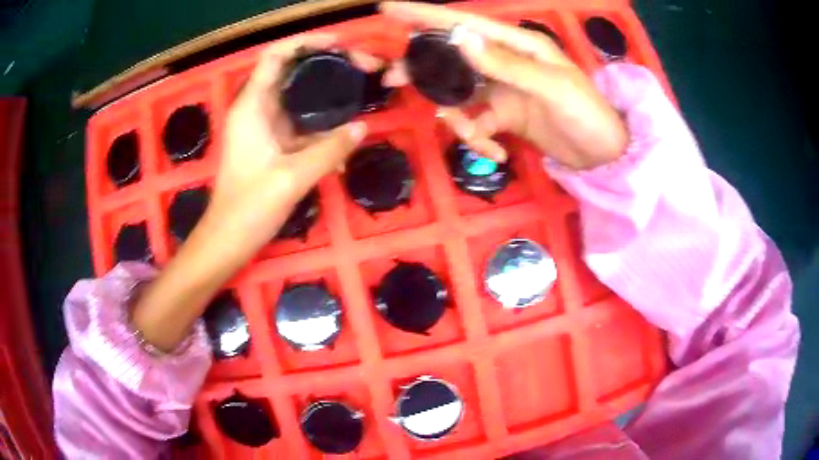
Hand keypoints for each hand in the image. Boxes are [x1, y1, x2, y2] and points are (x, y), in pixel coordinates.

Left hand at [207, 34, 367, 258]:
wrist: (229, 240)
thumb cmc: (249, 207)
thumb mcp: (292, 177)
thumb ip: (329, 149)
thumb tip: (363, 127)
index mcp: (251, 107)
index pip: (275, 56)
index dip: (305, 42)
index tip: (339, 44)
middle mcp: (257, 109)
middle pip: (292, 71)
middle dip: (325, 64)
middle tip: (361, 67)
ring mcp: (266, 127)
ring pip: (299, 97)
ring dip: (327, 92)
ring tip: (360, 90)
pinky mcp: (273, 144)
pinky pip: (302, 123)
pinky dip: (323, 124)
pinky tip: (346, 134)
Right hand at [381, 2, 626, 168]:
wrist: (603, 154)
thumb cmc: (586, 112)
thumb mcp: (551, 86)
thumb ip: (506, 64)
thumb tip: (460, 39)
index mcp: (515, 44)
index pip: (462, 23)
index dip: (424, 15)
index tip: (387, 9)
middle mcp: (502, 61)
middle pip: (449, 57)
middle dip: (422, 69)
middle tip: (393, 80)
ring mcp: (500, 89)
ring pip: (457, 95)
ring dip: (456, 117)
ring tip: (475, 137)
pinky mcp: (503, 115)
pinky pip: (476, 123)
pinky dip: (480, 139)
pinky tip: (498, 152)